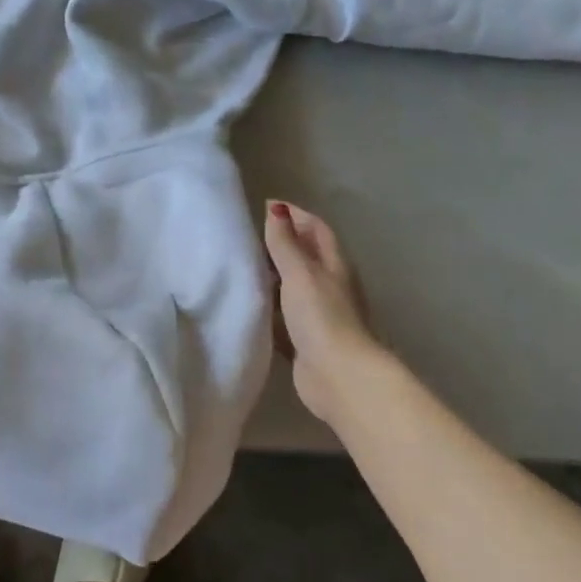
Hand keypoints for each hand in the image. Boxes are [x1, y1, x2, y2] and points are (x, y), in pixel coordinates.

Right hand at [263, 199, 378, 425]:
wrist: (338, 376)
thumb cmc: (322, 317)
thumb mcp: (300, 273)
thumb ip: (285, 244)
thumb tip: (276, 209)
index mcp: (334, 265)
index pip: (317, 230)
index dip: (296, 215)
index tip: (267, 206)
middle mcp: (330, 287)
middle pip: (307, 257)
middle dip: (283, 243)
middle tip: (248, 236)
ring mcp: (319, 316)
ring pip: (294, 288)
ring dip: (273, 277)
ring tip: (242, 267)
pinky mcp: (305, 341)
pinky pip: (284, 318)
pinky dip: (269, 309)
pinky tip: (248, 308)